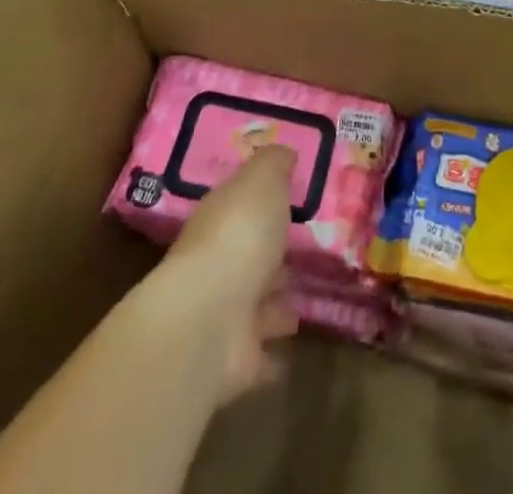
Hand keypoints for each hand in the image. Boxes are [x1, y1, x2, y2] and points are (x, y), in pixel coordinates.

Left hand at [151, 145, 301, 404]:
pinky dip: (272, 358)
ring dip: (275, 304)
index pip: (239, 206)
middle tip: (305, 251)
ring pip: (255, 305)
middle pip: (248, 256)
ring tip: (304, 300)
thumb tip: (283, 150)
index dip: (261, 202)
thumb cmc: (238, 236)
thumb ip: (273, 164)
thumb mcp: (262, 181)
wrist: (207, 321)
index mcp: (220, 220)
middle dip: (272, 256)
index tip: (289, 199)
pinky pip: (260, 357)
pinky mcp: (234, 361)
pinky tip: (292, 354)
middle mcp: (217, 265)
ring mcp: (224, 315)